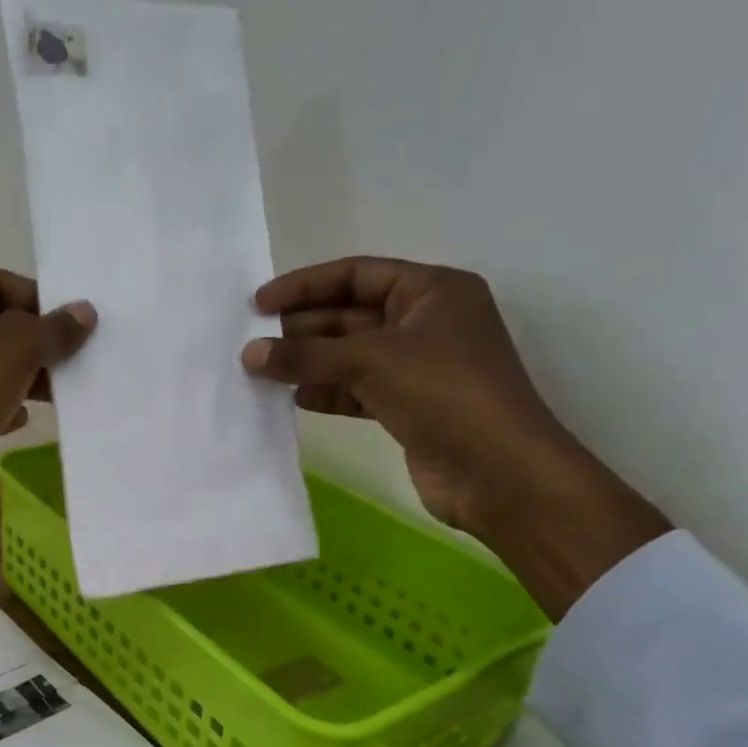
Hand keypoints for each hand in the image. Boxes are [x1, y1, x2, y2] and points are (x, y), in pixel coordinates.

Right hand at [242, 256, 669, 616]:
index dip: (305, 285)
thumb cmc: (443, 393)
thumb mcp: (370, 361)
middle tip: (254, 342)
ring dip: (309, 362)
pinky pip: (356, 389)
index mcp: (432, 291)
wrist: (498, 472)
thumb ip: (305, 355)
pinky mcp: (409, 406)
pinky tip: (294, 398)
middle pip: (350, 315)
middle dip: (302, 328)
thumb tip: (249, 353)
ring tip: (262, 371)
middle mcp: (427, 322)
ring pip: (350, 355)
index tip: (259, 303)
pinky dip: (326, 391)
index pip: (356, 274)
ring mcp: (419, 367)